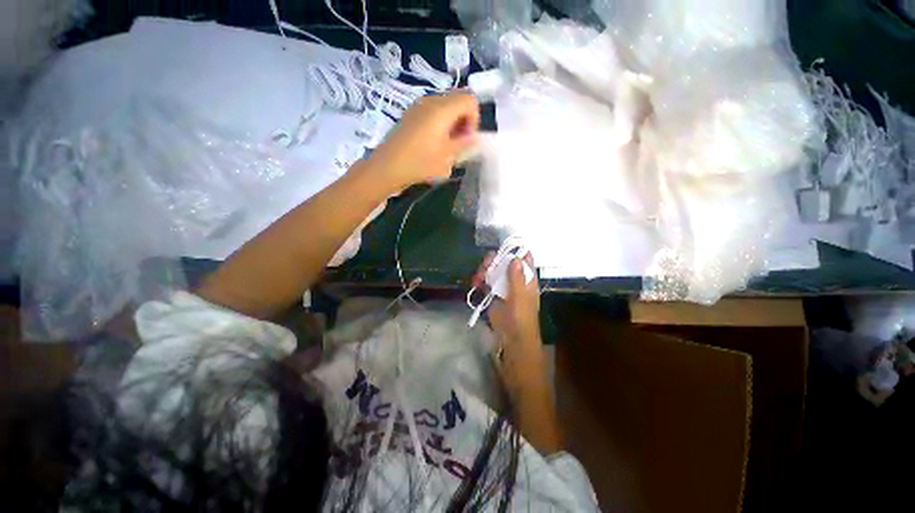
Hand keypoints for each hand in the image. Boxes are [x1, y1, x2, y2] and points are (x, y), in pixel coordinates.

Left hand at [368, 92, 479, 190]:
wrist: (388, 166)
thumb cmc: (420, 162)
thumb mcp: (447, 157)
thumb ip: (464, 143)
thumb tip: (473, 137)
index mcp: (443, 108)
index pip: (470, 100)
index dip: (474, 119)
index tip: (467, 139)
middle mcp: (431, 100)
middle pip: (458, 100)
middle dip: (464, 120)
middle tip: (458, 143)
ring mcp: (419, 105)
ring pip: (445, 106)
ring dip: (452, 122)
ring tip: (446, 145)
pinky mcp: (410, 114)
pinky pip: (432, 111)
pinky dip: (440, 122)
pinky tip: (433, 142)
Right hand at [472, 252, 545, 394]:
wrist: (512, 348)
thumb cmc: (522, 325)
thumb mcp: (521, 302)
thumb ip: (518, 281)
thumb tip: (515, 258)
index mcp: (527, 282)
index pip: (524, 259)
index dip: (515, 249)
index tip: (502, 245)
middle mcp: (515, 283)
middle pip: (505, 263)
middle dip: (494, 261)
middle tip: (485, 265)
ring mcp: (503, 290)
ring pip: (494, 273)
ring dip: (485, 271)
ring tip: (477, 277)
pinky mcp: (493, 299)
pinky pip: (485, 284)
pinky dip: (480, 282)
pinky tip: (474, 284)